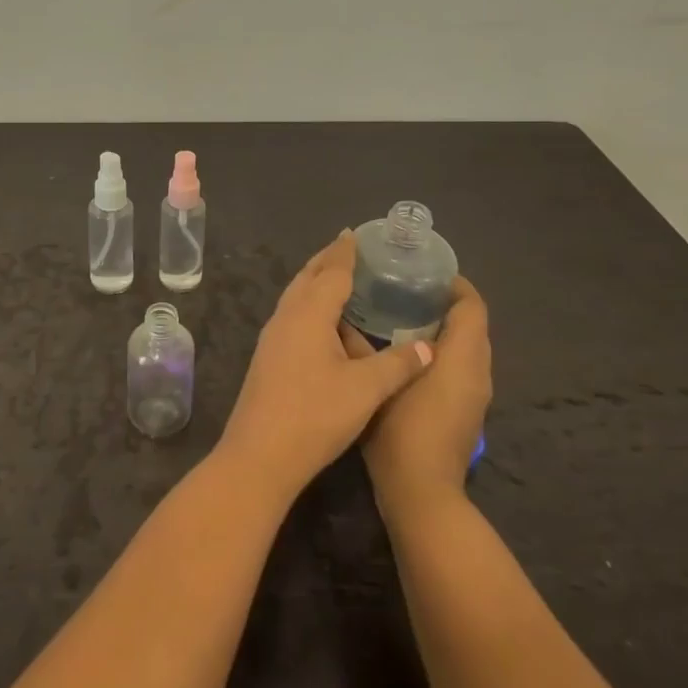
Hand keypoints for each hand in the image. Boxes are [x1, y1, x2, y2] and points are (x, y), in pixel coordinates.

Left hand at [218, 232, 433, 503]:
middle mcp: (286, 318)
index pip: (331, 273)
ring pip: (295, 296)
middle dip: (327, 260)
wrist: (260, 455)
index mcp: (308, 315)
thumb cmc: (315, 416)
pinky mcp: (268, 357)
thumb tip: (428, 347)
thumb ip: (398, 364)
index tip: (355, 233)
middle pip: (307, 278)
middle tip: (348, 247)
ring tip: (337, 276)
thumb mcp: (366, 390)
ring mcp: (272, 338)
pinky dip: (308, 304)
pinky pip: (291, 315)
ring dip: (314, 281)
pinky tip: (320, 320)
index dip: (345, 253)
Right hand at [342, 276, 491, 506]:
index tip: (423, 272)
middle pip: (472, 325)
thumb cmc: (401, 433)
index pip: (472, 306)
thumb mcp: (374, 384)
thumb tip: (340, 320)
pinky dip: (442, 355)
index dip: (454, 284)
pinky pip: (461, 369)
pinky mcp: (467, 413)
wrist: (423, 495)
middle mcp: (478, 372)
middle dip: (445, 305)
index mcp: (462, 358)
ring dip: (444, 331)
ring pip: (467, 349)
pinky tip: (405, 356)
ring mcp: (475, 396)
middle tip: (404, 291)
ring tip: (401, 318)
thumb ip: (360, 348)